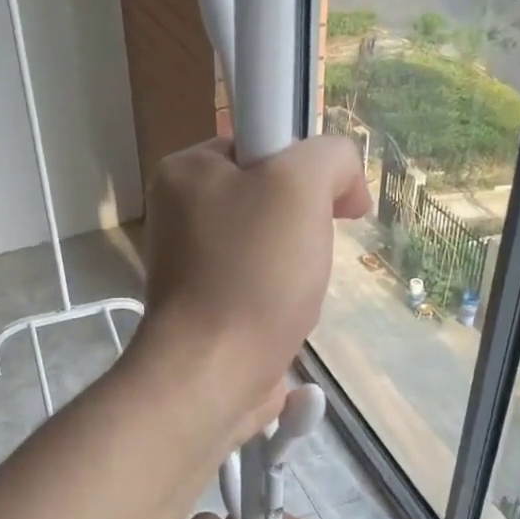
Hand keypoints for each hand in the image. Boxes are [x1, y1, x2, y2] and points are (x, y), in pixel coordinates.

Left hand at [138, 137, 369, 420]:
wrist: (214, 372)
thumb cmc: (253, 271)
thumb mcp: (301, 184)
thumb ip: (331, 156)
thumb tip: (342, 183)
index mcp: (185, 171)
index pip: (260, 145)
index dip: (304, 168)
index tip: (331, 202)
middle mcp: (177, 213)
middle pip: (268, 197)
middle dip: (304, 225)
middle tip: (311, 252)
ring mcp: (187, 265)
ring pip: (268, 246)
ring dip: (298, 267)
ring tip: (298, 293)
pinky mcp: (203, 308)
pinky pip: (257, 286)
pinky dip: (282, 299)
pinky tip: (286, 319)